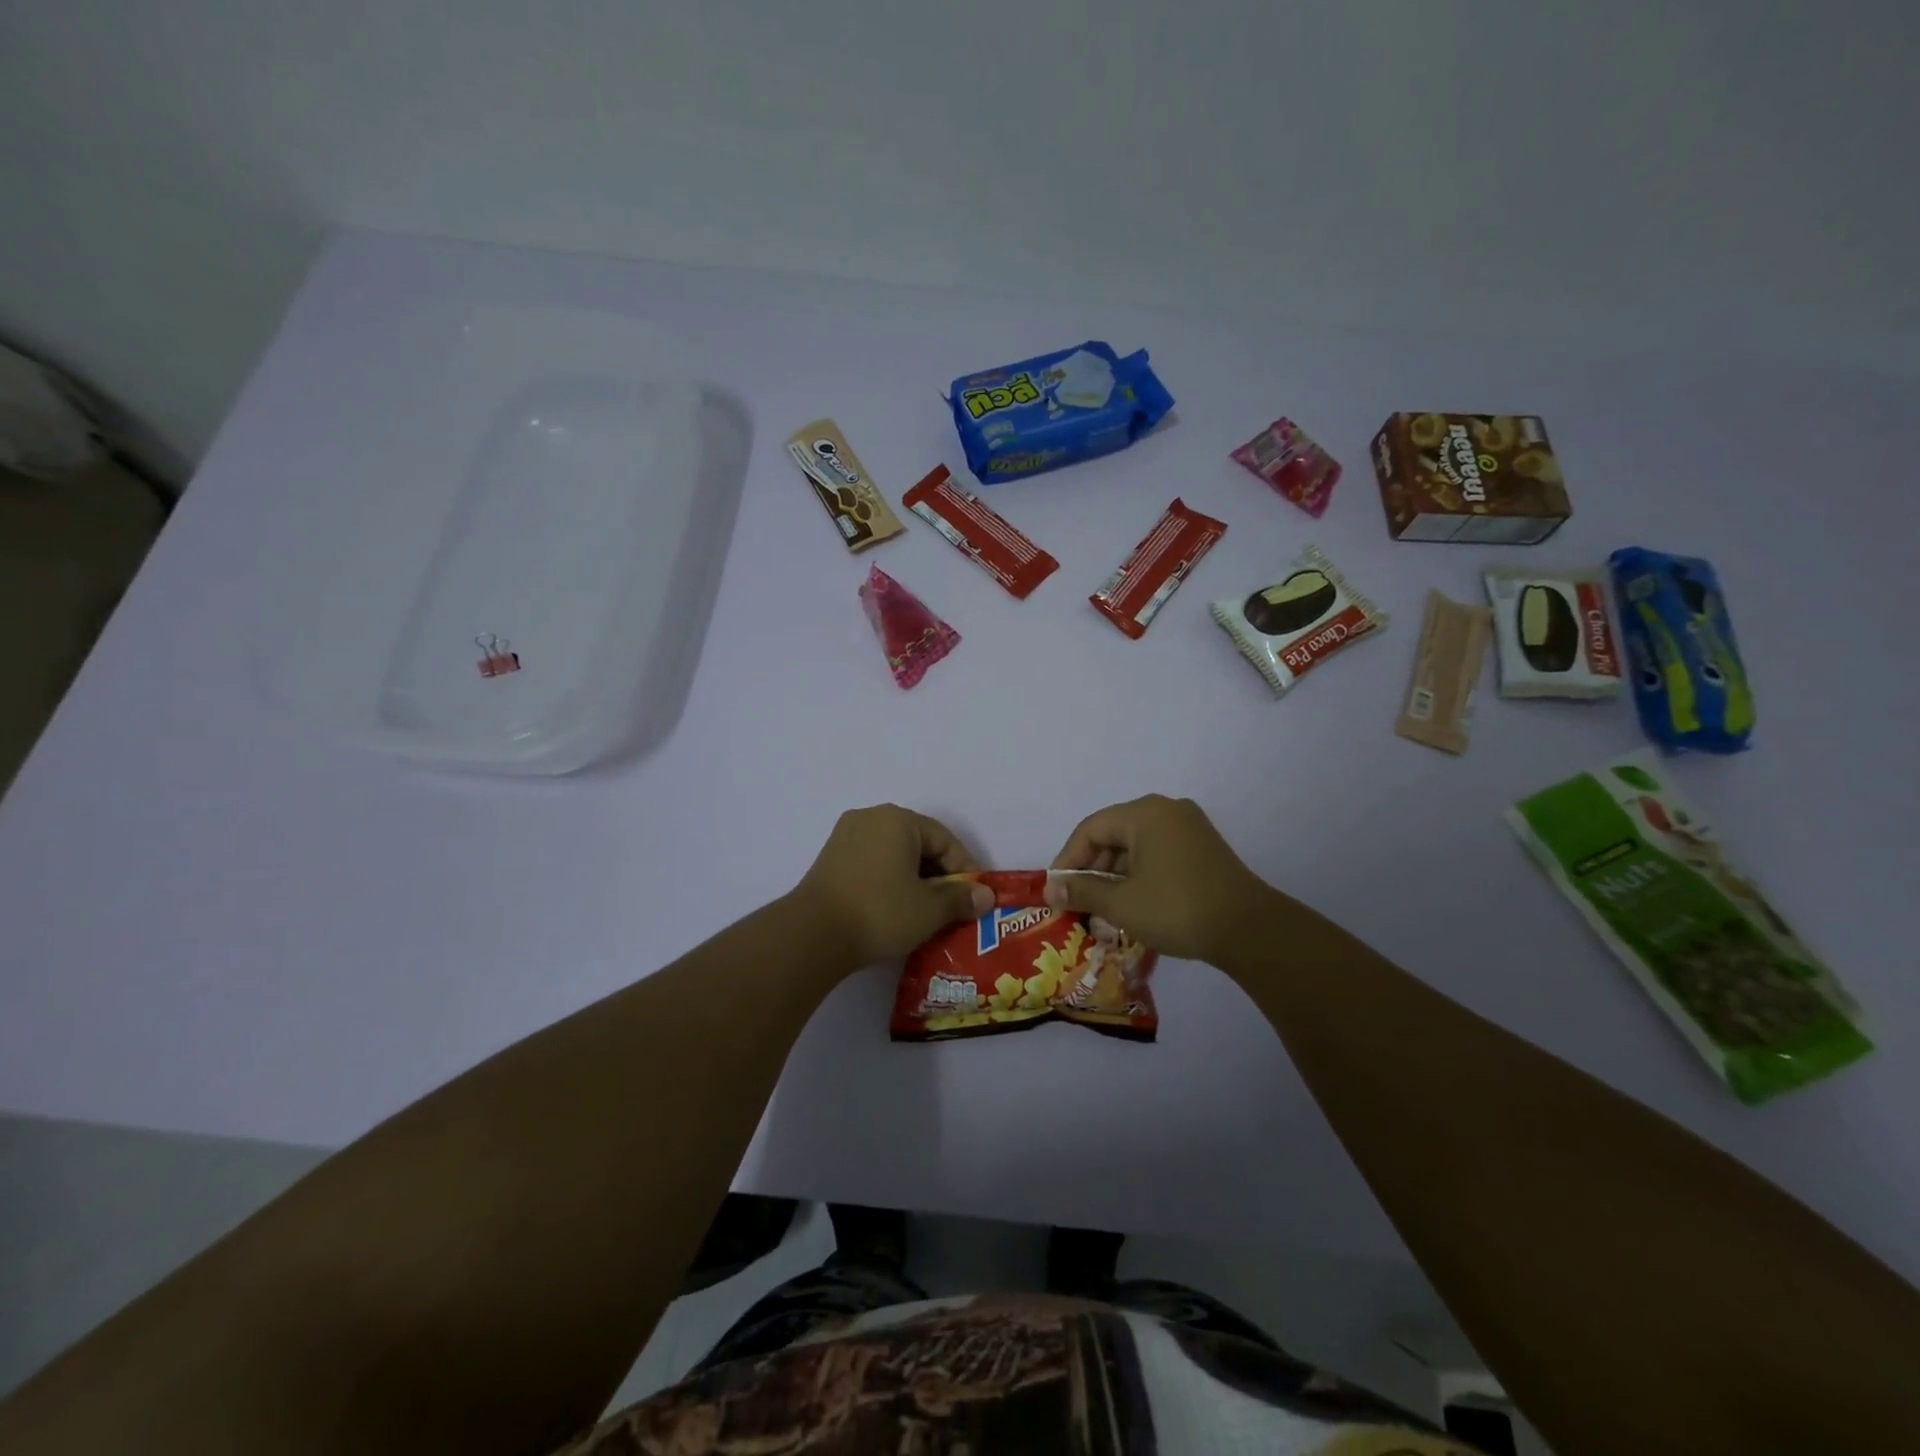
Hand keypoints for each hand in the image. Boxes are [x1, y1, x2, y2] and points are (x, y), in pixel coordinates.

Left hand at [795, 806, 994, 966]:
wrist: (812, 934)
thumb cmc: (879, 912)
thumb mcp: (929, 909)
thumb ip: (961, 899)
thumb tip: (986, 896)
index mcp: (898, 819)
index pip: (945, 840)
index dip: (965, 871)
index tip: (975, 899)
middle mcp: (871, 818)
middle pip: (919, 845)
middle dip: (939, 877)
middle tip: (953, 908)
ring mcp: (846, 837)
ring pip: (895, 855)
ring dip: (914, 882)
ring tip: (926, 914)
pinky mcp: (830, 860)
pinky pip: (873, 865)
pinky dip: (889, 883)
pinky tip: (895, 911)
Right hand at [1045, 795, 1275, 961]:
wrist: (1250, 930)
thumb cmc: (1177, 909)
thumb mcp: (1121, 904)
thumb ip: (1082, 891)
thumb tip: (1050, 888)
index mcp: (1144, 813)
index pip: (1090, 829)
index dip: (1067, 859)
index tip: (1056, 890)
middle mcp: (1166, 810)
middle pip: (1113, 834)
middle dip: (1091, 869)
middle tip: (1076, 901)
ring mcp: (1189, 827)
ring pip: (1136, 845)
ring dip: (1114, 875)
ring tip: (1101, 908)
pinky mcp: (1203, 848)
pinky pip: (1157, 853)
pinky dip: (1139, 875)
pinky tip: (1131, 903)